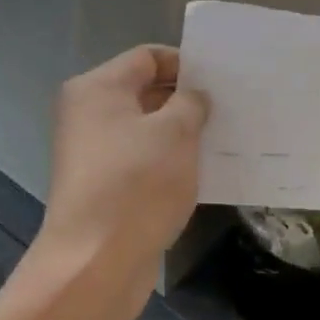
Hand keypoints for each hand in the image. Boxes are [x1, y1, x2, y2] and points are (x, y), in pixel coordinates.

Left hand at [37, 46, 208, 302]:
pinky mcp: (104, 187)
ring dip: (182, 135)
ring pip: (147, 131)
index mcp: (97, 89)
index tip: (222, 82)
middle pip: (145, 92)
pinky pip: (143, 162)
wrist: (95, 263)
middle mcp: (88, 115)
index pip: (148, 57)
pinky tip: (203, 172)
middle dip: (187, 100)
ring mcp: (94, 154)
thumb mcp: (175, 133)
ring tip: (225, 140)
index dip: (186, 64)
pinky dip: (169, 163)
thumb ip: (191, 103)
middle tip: (231, 110)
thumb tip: (194, 96)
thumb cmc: (136, 185)